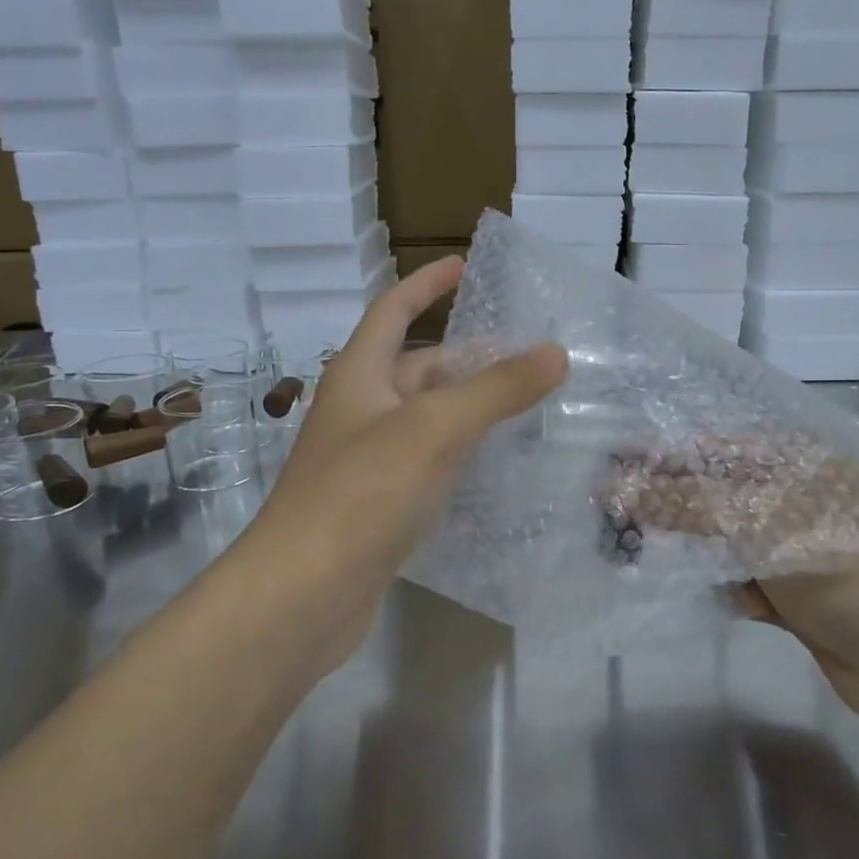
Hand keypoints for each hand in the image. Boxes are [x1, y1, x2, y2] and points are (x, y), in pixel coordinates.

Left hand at [226, 256, 567, 670]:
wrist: (302, 594)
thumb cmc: (362, 494)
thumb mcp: (435, 430)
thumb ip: (497, 390)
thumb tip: (555, 352)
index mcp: (359, 374)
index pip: (393, 310)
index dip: (427, 284)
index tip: (464, 264)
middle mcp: (359, 409)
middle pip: (417, 366)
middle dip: (467, 356)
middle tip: (527, 354)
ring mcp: (366, 459)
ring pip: (425, 417)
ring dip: (468, 405)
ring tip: (525, 404)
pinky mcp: (376, 504)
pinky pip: (426, 461)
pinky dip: (459, 452)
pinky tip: (494, 464)